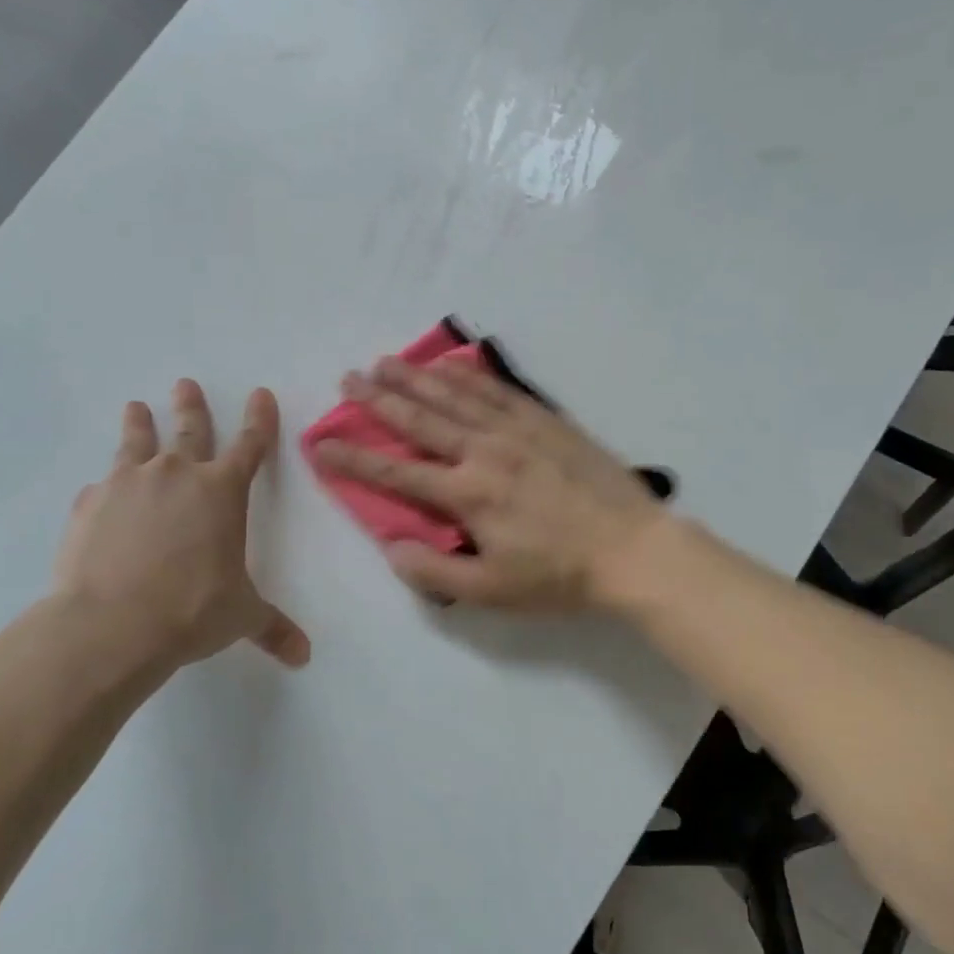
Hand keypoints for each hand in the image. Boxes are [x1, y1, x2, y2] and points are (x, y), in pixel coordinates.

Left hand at [53, 379, 310, 678]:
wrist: (111, 624)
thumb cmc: (192, 611)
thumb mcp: (241, 617)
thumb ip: (273, 628)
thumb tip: (303, 656)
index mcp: (222, 492)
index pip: (250, 445)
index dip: (259, 420)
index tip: (260, 394)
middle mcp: (177, 475)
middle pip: (189, 429)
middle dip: (192, 406)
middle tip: (185, 384)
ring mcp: (128, 484)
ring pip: (136, 442)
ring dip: (139, 423)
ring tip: (136, 407)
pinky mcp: (90, 504)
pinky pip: (102, 486)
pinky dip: (107, 486)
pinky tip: (102, 492)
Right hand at [312, 357, 667, 608]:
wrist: (633, 549)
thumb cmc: (560, 576)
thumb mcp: (493, 591)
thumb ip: (436, 571)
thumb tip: (391, 547)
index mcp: (468, 494)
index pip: (397, 473)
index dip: (354, 458)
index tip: (320, 443)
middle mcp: (486, 451)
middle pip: (422, 420)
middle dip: (379, 400)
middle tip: (348, 379)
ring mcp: (519, 430)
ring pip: (456, 396)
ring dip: (417, 379)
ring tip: (386, 363)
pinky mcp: (547, 421)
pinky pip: (499, 390)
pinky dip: (470, 375)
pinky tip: (452, 365)